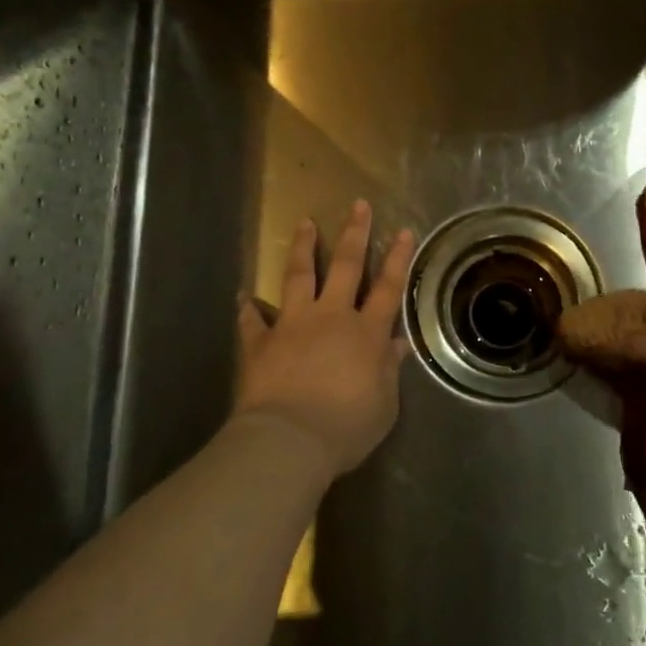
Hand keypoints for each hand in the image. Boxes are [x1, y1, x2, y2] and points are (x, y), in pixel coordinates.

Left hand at [234, 201, 415, 478]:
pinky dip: (248, 308)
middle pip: (345, 266)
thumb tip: (398, 344)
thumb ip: (389, 370)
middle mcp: (331, 317)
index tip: (403, 230)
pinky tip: (242, 296)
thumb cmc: (347, 426)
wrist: (290, 440)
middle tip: (358, 205)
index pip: (388, 287)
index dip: (398, 258)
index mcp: (366, 332)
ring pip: (298, 275)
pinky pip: (253, 320)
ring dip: (302, 247)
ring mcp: (293, 325)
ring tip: (304, 223)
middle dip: (354, 233)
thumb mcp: (384, 404)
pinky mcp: (261, 342)